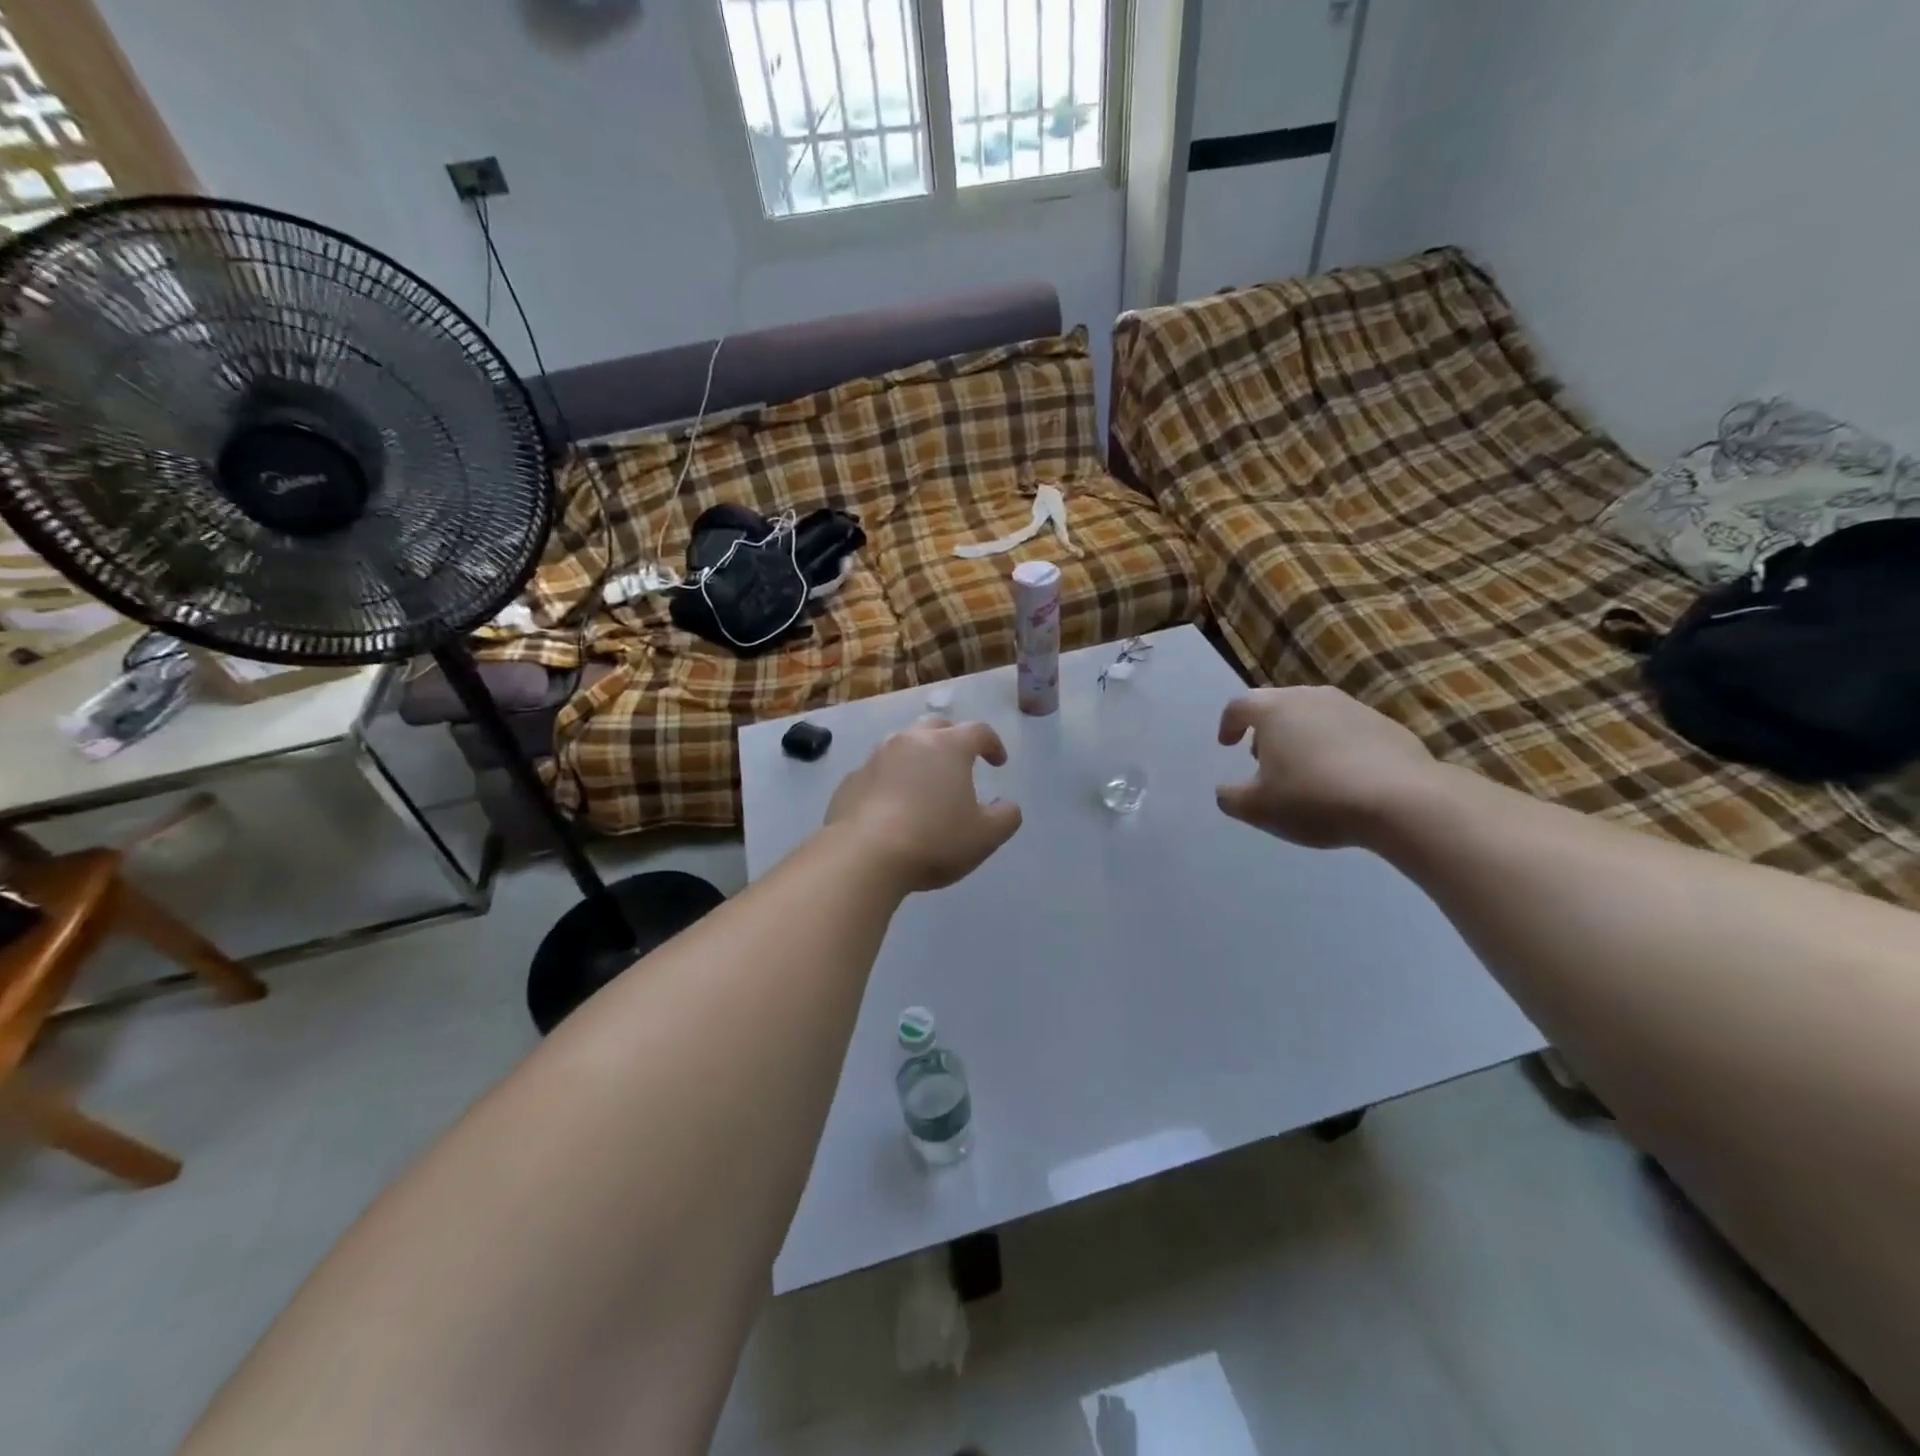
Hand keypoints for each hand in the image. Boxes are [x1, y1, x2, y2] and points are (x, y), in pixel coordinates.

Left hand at [826, 718, 1022, 892]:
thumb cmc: (933, 840)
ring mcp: (875, 758)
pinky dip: (889, 780)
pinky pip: (877, 772)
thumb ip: (1006, 816)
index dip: (993, 744)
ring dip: (917, 757)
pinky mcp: (850, 780)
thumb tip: (1007, 805)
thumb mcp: (985, 836)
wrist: (864, 855)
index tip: (998, 763)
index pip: (979, 731)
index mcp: (948, 747)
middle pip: (936, 727)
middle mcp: (910, 741)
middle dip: (952, 739)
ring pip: (902, 745)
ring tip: (924, 782)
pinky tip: (891, 805)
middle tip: (960, 762)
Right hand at [1215, 687, 1439, 848]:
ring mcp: (1352, 707)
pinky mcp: (1386, 724)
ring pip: (1314, 714)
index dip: (1228, 724)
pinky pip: (1346, 729)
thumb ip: (1231, 798)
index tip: (1227, 745)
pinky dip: (1334, 745)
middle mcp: (1311, 697)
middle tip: (1263, 758)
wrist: (1402, 801)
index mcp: (1274, 710)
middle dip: (1265, 729)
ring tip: (1303, 769)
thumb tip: (1225, 791)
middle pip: (1278, 704)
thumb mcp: (1258, 809)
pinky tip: (1342, 777)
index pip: (1239, 705)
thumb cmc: (1315, 798)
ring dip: (1301, 736)